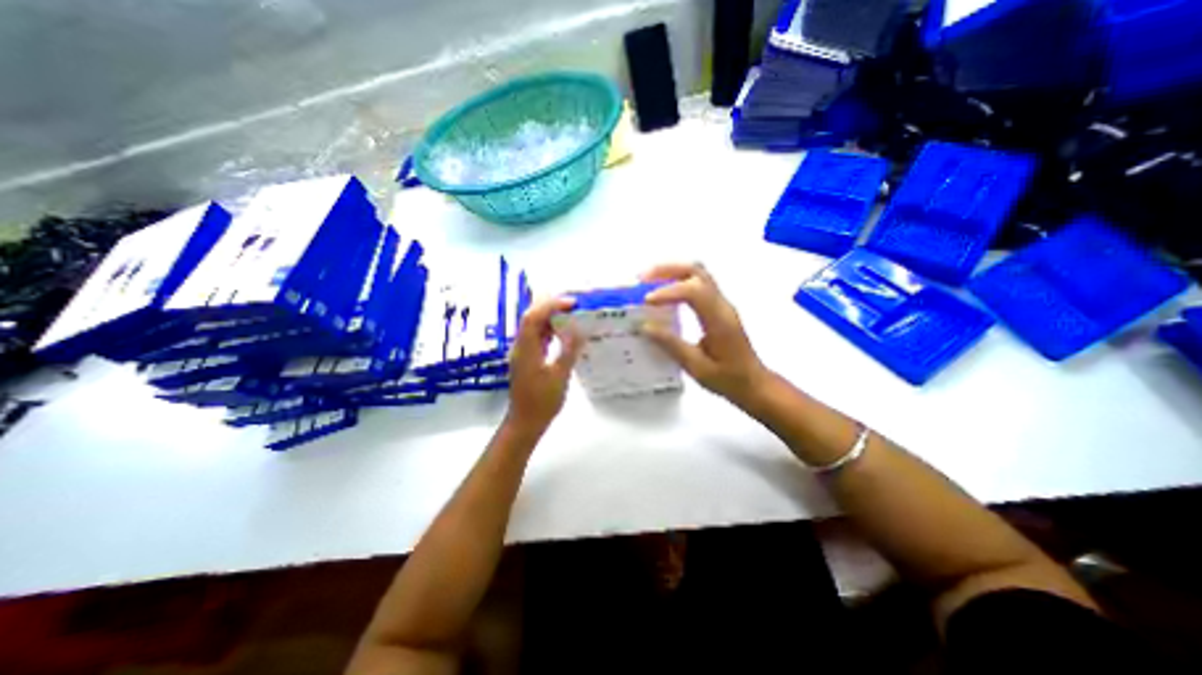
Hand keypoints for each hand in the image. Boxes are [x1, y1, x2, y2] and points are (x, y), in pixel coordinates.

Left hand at [503, 295, 585, 433]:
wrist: (525, 422)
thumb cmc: (542, 401)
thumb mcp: (560, 376)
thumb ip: (568, 351)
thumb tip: (578, 330)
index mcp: (526, 348)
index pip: (534, 317)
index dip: (551, 305)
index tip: (571, 303)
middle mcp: (521, 346)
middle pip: (531, 318)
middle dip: (550, 306)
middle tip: (572, 304)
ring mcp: (523, 352)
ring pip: (534, 327)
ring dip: (550, 318)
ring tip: (571, 314)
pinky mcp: (527, 359)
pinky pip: (537, 338)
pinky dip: (549, 331)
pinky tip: (563, 333)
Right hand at [638, 262, 769, 408]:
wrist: (754, 383)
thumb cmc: (728, 379)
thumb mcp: (697, 368)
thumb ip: (671, 345)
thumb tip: (645, 327)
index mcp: (719, 320)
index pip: (694, 292)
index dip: (668, 292)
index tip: (646, 301)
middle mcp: (722, 305)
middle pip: (696, 271)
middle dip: (667, 270)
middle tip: (642, 279)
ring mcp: (721, 303)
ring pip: (697, 273)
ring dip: (671, 272)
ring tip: (648, 281)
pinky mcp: (717, 307)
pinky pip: (697, 283)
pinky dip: (677, 281)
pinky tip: (663, 292)